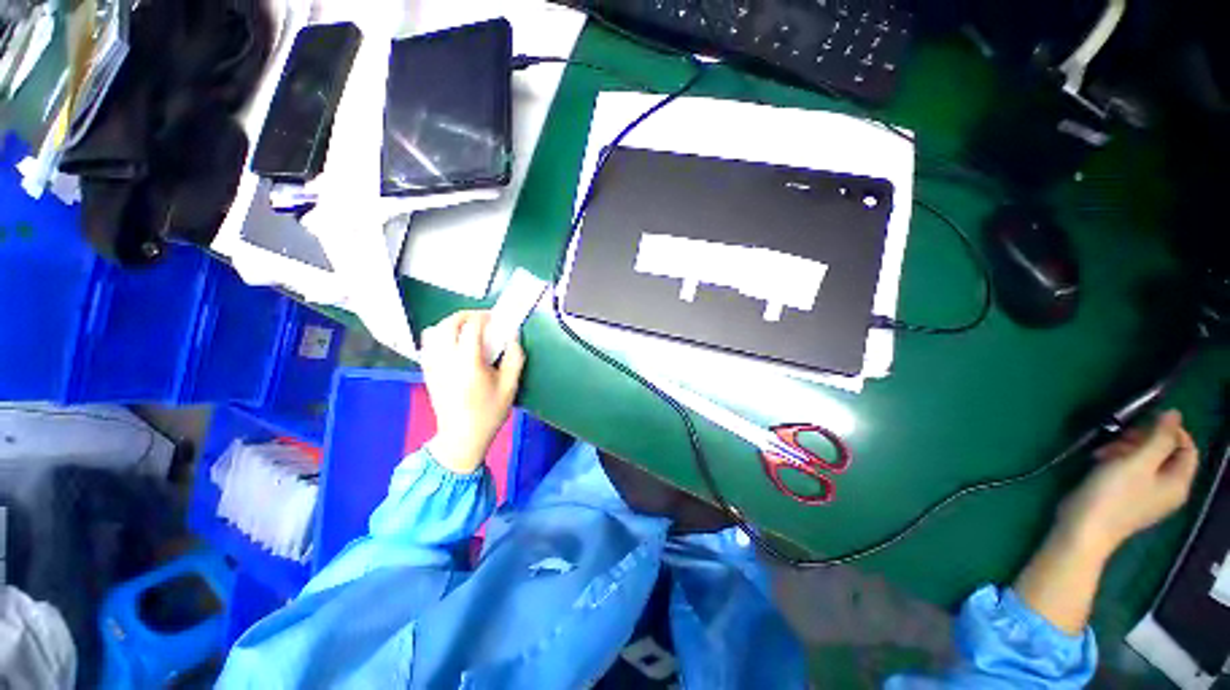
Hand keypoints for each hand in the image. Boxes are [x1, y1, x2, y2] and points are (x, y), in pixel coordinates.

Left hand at [419, 310, 525, 473]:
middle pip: (449, 324)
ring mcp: (433, 365)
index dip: (484, 317)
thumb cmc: (489, 412)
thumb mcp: (510, 386)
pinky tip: (453, 342)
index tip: (496, 318)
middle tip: (483, 319)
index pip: (471, 327)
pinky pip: (427, 343)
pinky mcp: (427, 370)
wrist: (462, 436)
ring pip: (434, 330)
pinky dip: (439, 334)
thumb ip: (514, 358)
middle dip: (466, 315)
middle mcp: (446, 360)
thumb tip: (512, 335)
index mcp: (468, 363)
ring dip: (451, 322)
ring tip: (467, 328)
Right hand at [1058, 410, 1199, 556]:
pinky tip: (1100, 460)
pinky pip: (1132, 472)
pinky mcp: (1127, 497)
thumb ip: (1159, 438)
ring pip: (1146, 461)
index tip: (1147, 420)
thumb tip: (1174, 414)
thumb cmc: (1113, 495)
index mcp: (1177, 483)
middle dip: (1144, 440)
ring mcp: (1147, 495)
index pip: (1187, 449)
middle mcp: (1168, 489)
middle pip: (1166, 454)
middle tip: (1121, 436)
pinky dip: (1119, 461)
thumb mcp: (1137, 463)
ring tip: (1104, 449)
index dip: (1172, 431)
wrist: (1083, 528)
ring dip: (1127, 449)